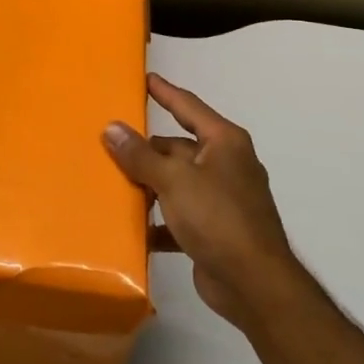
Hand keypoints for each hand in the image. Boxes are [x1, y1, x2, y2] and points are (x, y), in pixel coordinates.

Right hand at [103, 74, 306, 331]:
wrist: (254, 284)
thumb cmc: (218, 218)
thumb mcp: (174, 180)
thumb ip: (140, 155)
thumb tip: (112, 128)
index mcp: (224, 143)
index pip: (189, 106)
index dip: (165, 92)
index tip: (145, 78)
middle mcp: (226, 165)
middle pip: (178, 148)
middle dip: (146, 149)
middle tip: (110, 143)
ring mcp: (222, 199)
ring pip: (176, 182)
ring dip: (149, 185)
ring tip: (111, 183)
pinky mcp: (214, 231)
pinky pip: (178, 216)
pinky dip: (158, 220)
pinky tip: (132, 227)